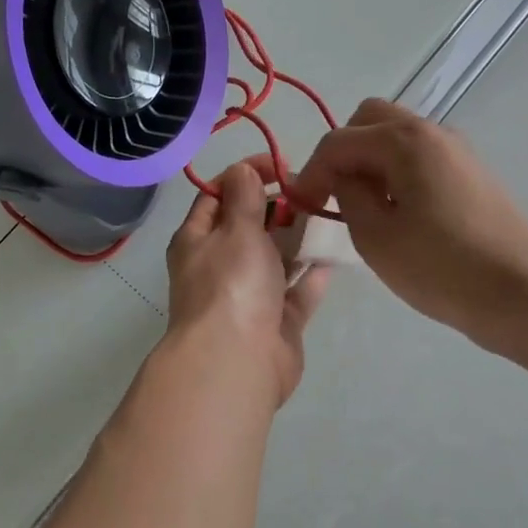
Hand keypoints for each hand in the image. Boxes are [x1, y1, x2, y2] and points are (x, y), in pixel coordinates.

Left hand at [165, 157, 329, 405]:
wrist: (237, 363)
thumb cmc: (232, 284)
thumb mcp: (236, 229)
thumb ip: (244, 197)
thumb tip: (242, 170)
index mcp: (197, 240)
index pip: (217, 196)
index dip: (245, 175)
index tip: (280, 164)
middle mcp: (218, 266)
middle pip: (248, 227)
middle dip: (277, 208)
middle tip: (311, 192)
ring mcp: (246, 298)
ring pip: (274, 260)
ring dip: (297, 241)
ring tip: (327, 218)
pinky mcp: (274, 324)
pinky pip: (294, 294)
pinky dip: (309, 278)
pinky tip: (330, 260)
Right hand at [292, 99, 527, 356]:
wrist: (525, 295)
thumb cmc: (442, 267)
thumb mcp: (375, 237)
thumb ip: (347, 196)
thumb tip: (341, 178)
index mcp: (404, 140)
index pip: (338, 141)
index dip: (311, 171)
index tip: (300, 206)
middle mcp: (431, 131)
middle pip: (368, 119)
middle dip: (342, 152)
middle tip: (334, 194)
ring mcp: (456, 149)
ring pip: (396, 135)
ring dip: (370, 160)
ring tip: (365, 207)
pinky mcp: (471, 172)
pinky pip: (419, 155)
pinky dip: (396, 170)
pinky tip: (399, 213)